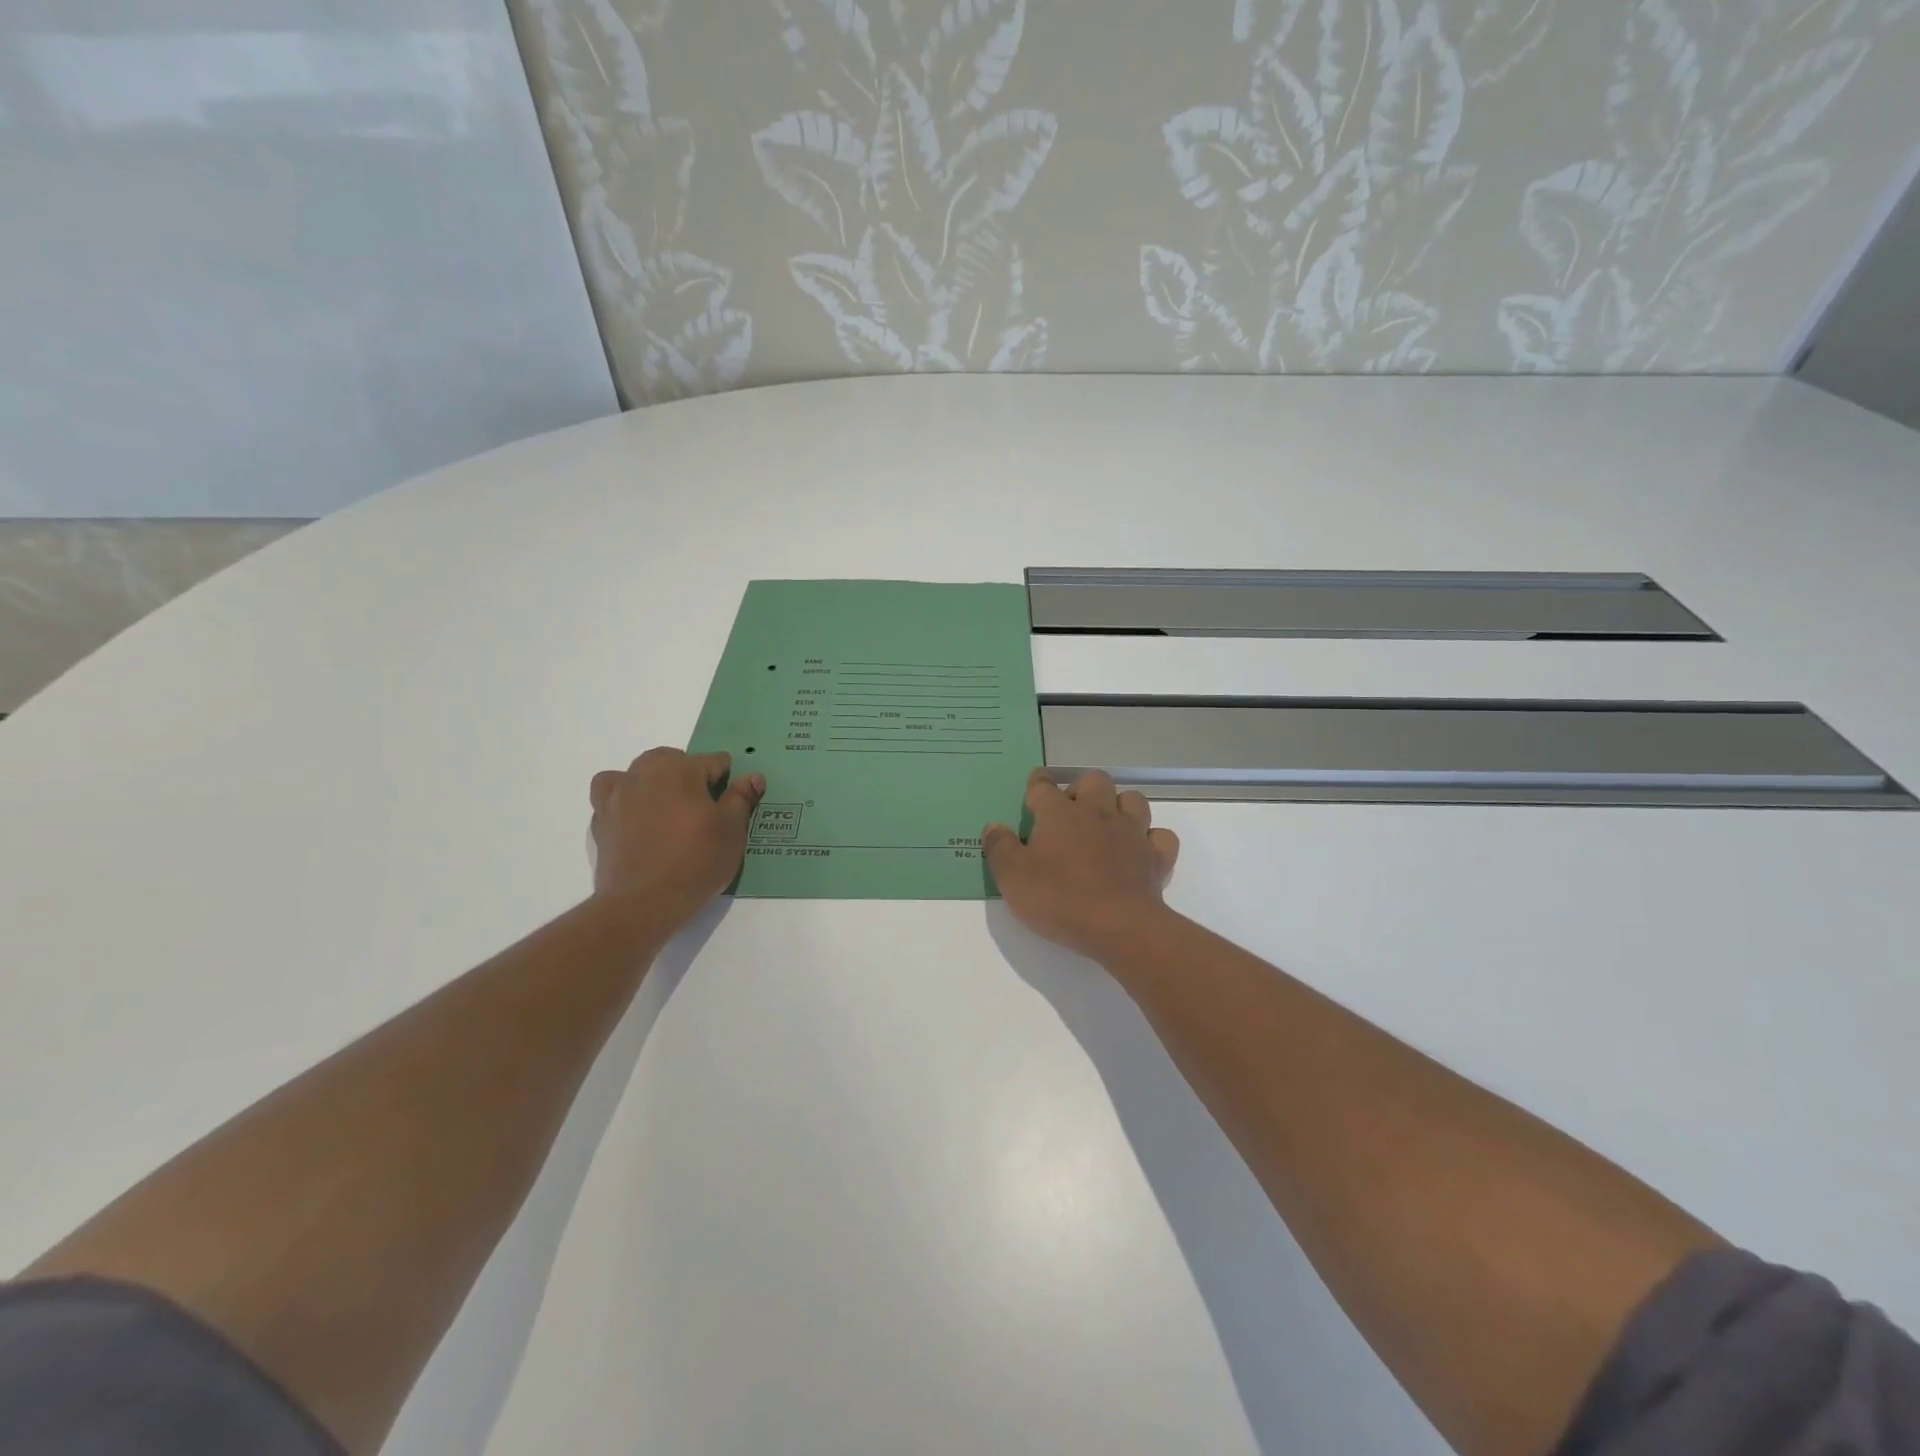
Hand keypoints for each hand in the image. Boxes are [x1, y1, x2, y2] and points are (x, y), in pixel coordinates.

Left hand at [589, 749, 764, 931]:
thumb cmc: (696, 861)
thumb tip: (752, 776)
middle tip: (704, 807)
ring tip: (667, 807)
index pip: (713, 761)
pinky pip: (612, 796)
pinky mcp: (601, 821)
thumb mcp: (731, 830)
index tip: (733, 802)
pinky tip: (638, 820)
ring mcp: (617, 796)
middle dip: (689, 774)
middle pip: (671, 760)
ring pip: (637, 773)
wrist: (642, 903)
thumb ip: (741, 798)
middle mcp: (644, 773)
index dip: (728, 780)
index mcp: (679, 769)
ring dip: (653, 781)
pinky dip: (625, 800)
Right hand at [984, 768, 1179, 961]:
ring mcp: (1131, 832)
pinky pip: (1161, 836)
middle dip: (1082, 788)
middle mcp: (1097, 812)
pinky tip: (1141, 850)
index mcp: (1059, 814)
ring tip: (1108, 825)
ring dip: (1120, 807)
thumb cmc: (1058, 898)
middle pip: (1094, 780)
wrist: (1117, 926)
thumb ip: (999, 847)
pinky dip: (1151, 839)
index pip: (1043, 786)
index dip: (1037, 783)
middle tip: (1071, 812)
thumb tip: (993, 826)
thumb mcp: (1012, 877)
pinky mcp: (1155, 857)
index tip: (1035, 784)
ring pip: (1133, 800)